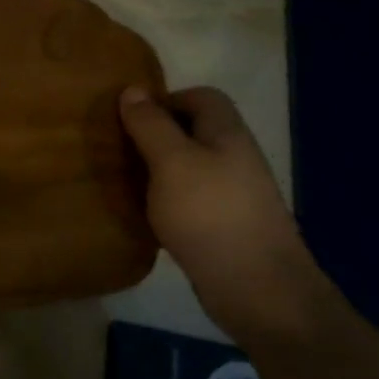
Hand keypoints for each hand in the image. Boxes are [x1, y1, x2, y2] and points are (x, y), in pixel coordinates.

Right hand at [118, 86, 315, 336]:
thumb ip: (151, 125)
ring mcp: (234, 195)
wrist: (258, 289)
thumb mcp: (171, 162)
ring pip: (191, 168)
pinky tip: (148, 216)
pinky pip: (192, 201)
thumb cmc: (210, 214)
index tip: (131, 118)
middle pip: (195, 132)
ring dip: (160, 171)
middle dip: (158, 136)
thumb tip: (132, 89)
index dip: (166, 100)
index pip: (201, 97)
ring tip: (127, 182)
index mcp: (227, 133)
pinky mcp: (226, 227)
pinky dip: (168, 202)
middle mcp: (235, 158)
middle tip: (121, 150)